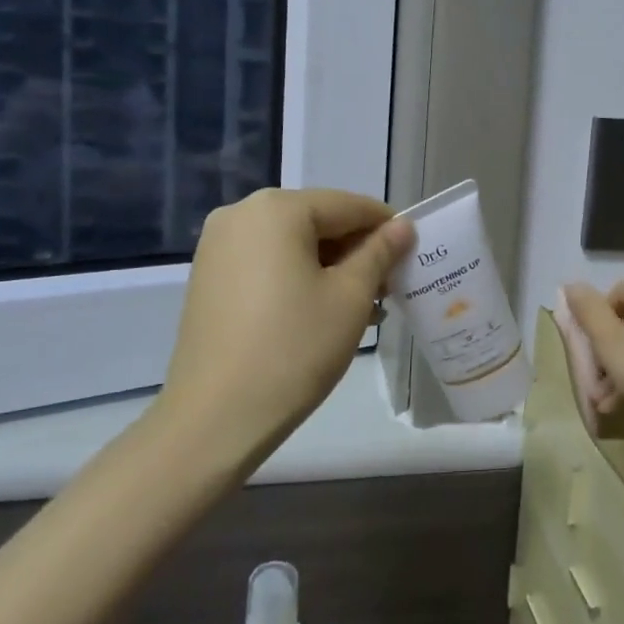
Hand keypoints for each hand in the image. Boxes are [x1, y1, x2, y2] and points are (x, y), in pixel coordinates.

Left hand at [166, 188, 414, 450]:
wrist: (215, 417)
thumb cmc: (293, 349)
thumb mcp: (350, 297)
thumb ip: (379, 253)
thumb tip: (402, 226)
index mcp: (277, 209)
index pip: (348, 205)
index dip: (387, 227)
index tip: (415, 254)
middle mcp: (241, 214)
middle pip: (318, 221)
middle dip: (357, 251)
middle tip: (389, 288)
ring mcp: (218, 246)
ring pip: (293, 244)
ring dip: (331, 268)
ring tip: (364, 308)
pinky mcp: (209, 277)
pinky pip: (267, 263)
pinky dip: (299, 278)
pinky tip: (323, 312)